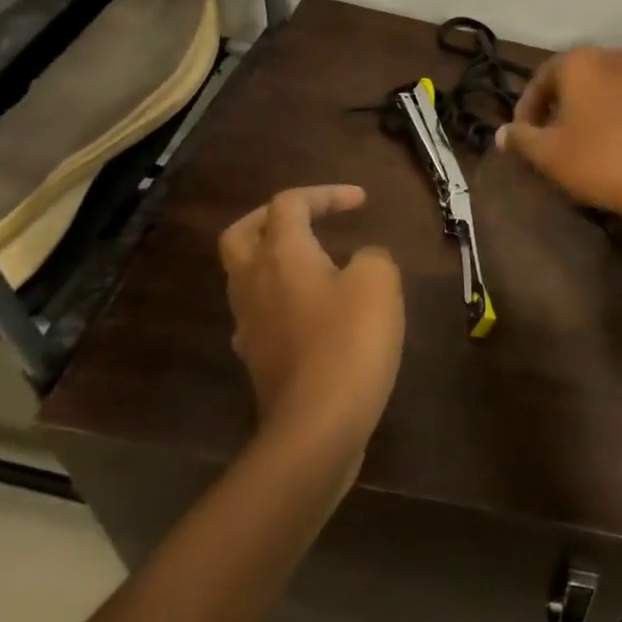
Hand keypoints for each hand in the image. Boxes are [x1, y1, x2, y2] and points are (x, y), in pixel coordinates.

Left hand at [219, 186, 404, 459]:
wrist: (317, 428)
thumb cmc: (349, 342)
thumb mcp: (378, 281)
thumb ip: (371, 256)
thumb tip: (361, 260)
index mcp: (281, 255)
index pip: (289, 204)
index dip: (326, 194)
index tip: (362, 203)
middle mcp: (254, 283)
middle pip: (242, 234)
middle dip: (273, 218)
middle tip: (310, 218)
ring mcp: (249, 324)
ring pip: (247, 275)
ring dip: (277, 258)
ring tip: (320, 262)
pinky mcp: (259, 358)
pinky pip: (261, 312)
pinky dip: (283, 297)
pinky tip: (314, 311)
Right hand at [495, 45, 621, 222]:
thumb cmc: (599, 159)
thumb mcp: (548, 153)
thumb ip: (521, 138)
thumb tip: (500, 133)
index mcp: (579, 61)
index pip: (539, 80)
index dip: (525, 110)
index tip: (521, 138)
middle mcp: (610, 56)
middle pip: (570, 80)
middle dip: (554, 108)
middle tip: (544, 139)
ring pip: (598, 88)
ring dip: (581, 110)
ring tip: (573, 142)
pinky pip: (621, 98)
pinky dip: (607, 114)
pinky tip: (604, 142)